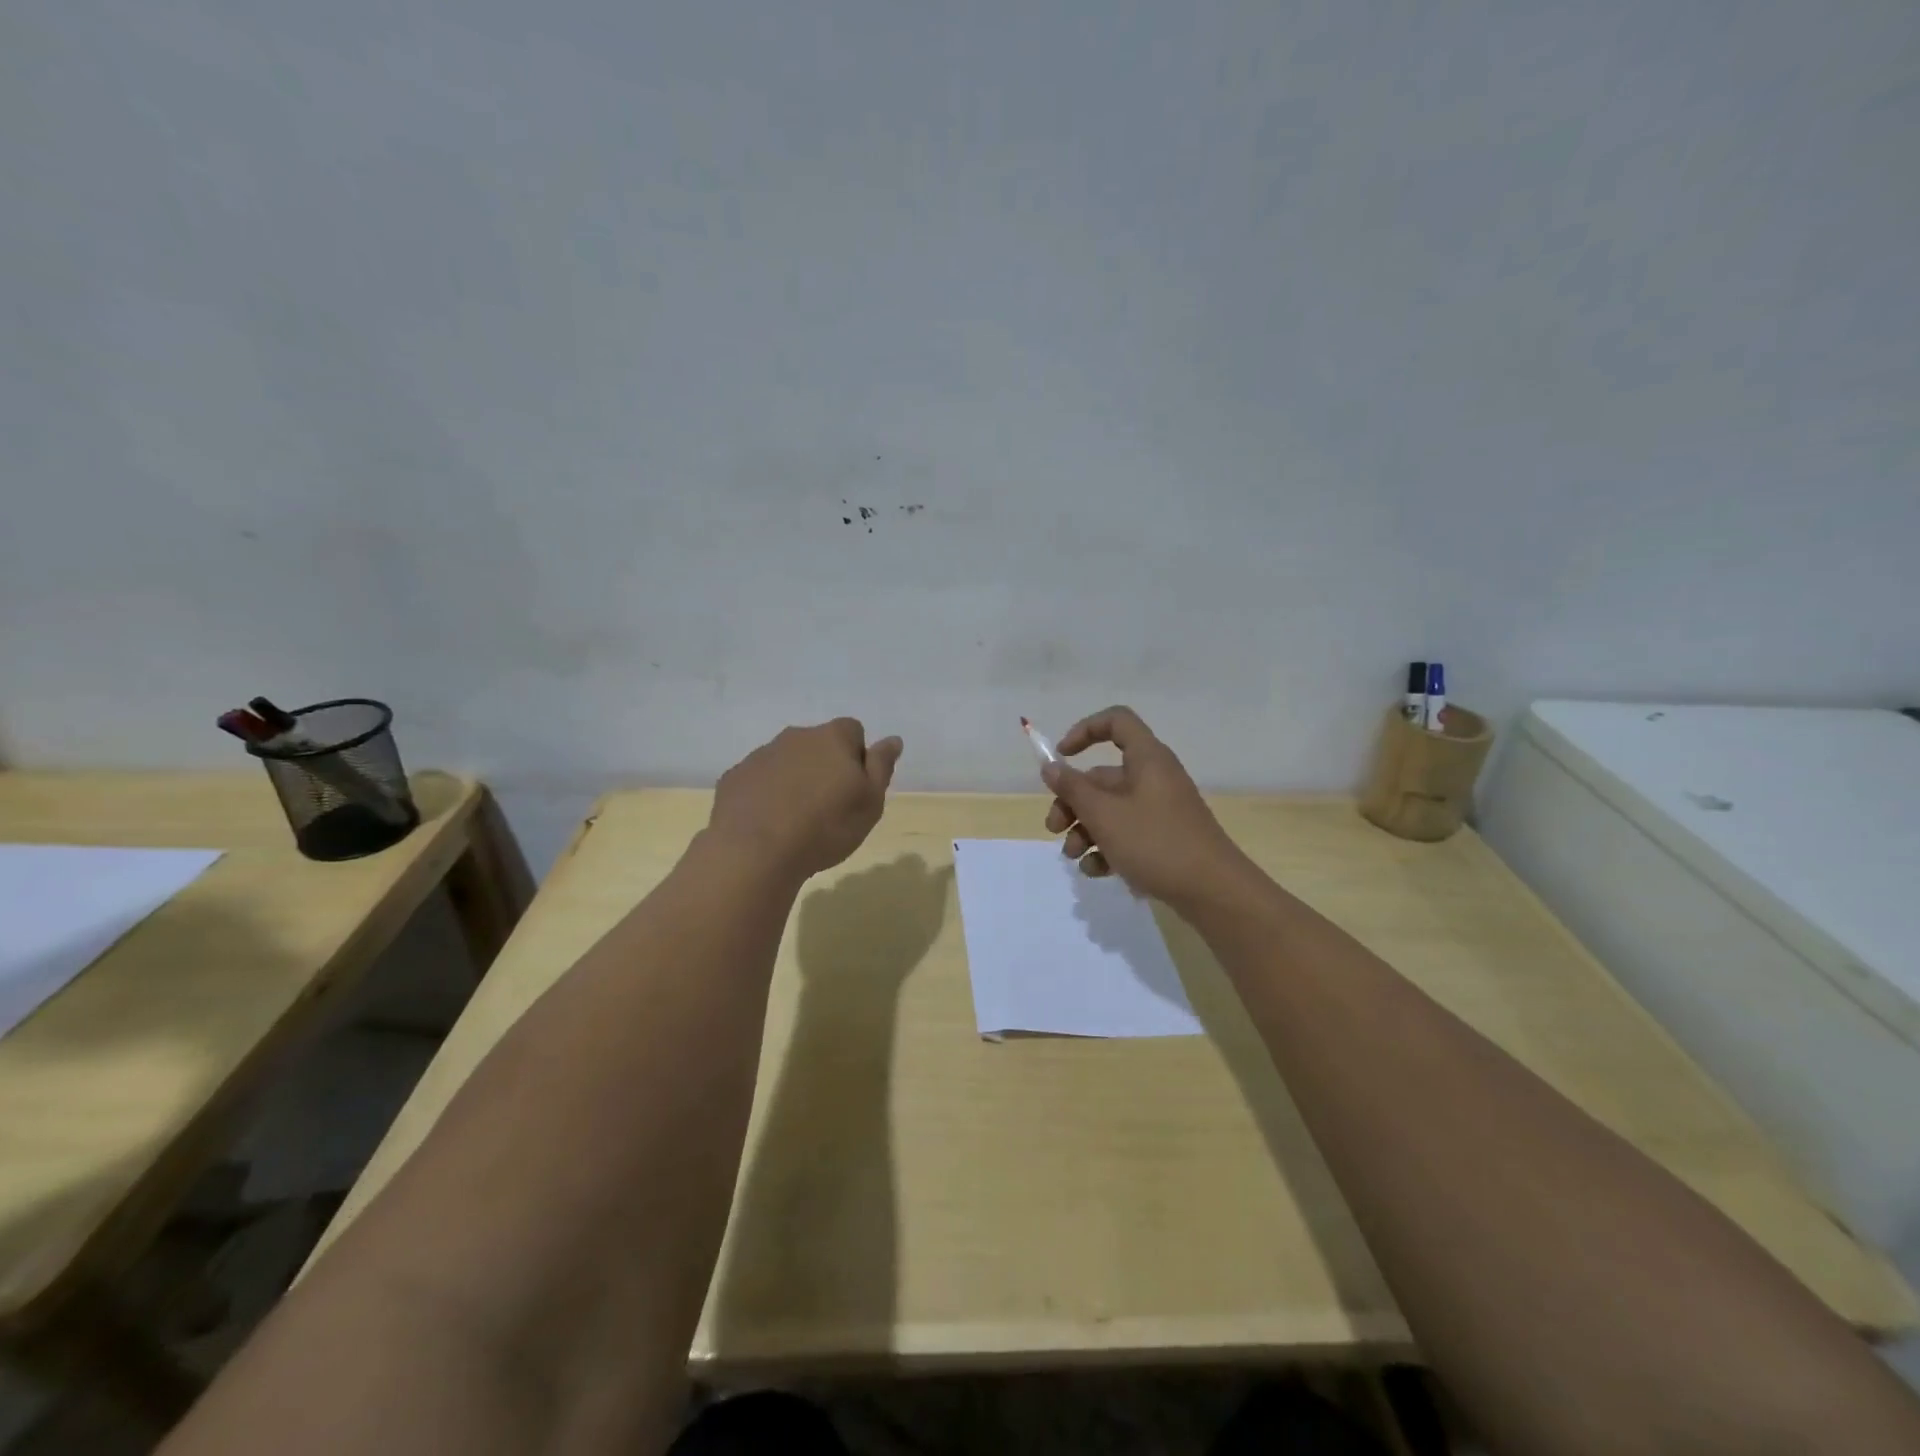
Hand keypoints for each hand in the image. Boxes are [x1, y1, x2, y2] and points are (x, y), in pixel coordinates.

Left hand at [710, 718, 901, 880]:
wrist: (755, 852)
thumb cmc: (825, 827)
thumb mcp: (870, 802)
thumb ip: (881, 766)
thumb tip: (892, 740)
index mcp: (832, 738)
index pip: (853, 731)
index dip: (858, 756)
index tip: (855, 787)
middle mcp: (795, 737)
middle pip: (818, 744)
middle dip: (824, 766)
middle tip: (829, 806)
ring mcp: (760, 755)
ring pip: (786, 761)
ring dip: (794, 780)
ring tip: (797, 820)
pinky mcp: (734, 778)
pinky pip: (758, 780)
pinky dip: (766, 794)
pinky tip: (768, 824)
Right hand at [1041, 706, 1248, 908]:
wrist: (1213, 891)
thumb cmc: (1155, 842)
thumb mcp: (1104, 815)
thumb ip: (1073, 789)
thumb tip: (1051, 767)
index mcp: (1146, 759)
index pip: (1116, 722)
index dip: (1085, 731)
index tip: (1062, 757)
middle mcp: (1154, 778)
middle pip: (1103, 777)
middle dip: (1072, 802)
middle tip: (1054, 828)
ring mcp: (1160, 810)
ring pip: (1110, 809)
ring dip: (1085, 830)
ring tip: (1074, 857)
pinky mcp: (1163, 838)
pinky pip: (1127, 833)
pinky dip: (1107, 847)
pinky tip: (1097, 871)